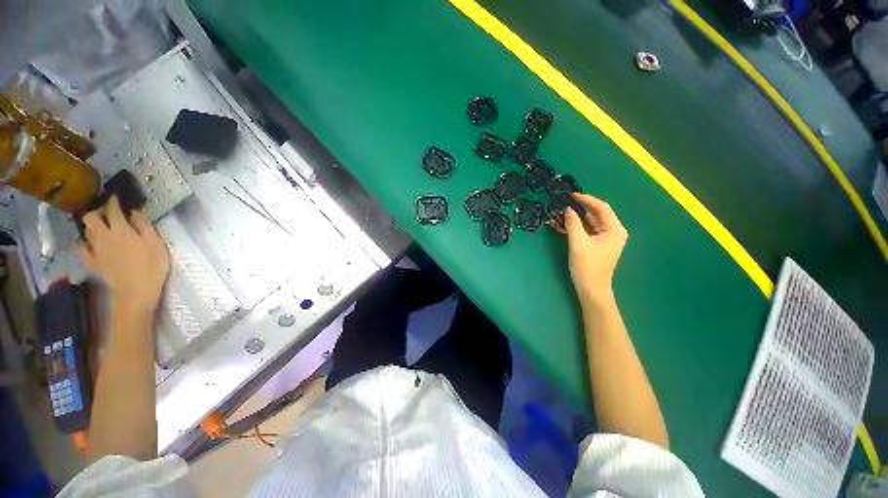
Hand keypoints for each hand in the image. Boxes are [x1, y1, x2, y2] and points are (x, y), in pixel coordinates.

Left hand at [76, 196, 169, 314]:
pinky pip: (81, 249)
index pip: (112, 209)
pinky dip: (84, 243)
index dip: (113, 201)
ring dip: (92, 226)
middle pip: (91, 217)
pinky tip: (90, 244)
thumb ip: (145, 226)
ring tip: (101, 227)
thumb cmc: (151, 266)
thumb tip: (135, 211)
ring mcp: (95, 250)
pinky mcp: (92, 262)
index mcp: (121, 230)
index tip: (117, 197)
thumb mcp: (156, 244)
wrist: (135, 292)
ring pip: (86, 231)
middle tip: (108, 214)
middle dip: (97, 212)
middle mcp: (103, 236)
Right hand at [561, 194, 627, 307]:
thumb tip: (568, 209)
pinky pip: (585, 231)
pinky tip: (560, 225)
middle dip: (578, 208)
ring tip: (558, 213)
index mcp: (614, 229)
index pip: (601, 207)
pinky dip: (574, 227)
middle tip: (562, 203)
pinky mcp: (596, 244)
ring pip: (588, 222)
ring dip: (574, 218)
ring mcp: (604, 238)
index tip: (570, 195)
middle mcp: (612, 231)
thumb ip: (573, 223)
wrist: (591, 289)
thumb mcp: (578, 242)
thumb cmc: (587, 266)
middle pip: (595, 214)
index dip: (586, 199)